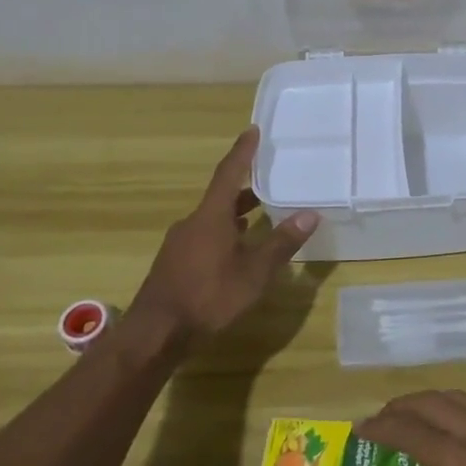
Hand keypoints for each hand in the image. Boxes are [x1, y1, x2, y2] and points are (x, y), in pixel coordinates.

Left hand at [129, 127, 318, 340]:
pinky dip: (224, 233)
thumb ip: (281, 243)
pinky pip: (204, 236)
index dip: (242, 152)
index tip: (252, 130)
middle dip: (244, 187)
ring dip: (235, 213)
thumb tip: (310, 214)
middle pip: (221, 196)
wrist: (155, 334)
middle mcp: (193, 223)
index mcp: (211, 217)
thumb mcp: (253, 273)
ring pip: (212, 219)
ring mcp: (180, 244)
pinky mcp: (175, 264)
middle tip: (268, 179)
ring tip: (259, 214)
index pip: (229, 174)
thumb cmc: (208, 297)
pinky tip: (236, 249)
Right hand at [357, 390, 465, 465]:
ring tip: (405, 418)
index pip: (414, 433)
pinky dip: (449, 403)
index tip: (360, 430)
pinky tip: (444, 422)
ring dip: (425, 401)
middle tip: (377, 423)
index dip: (383, 428)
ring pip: (455, 397)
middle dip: (400, 407)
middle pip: (433, 403)